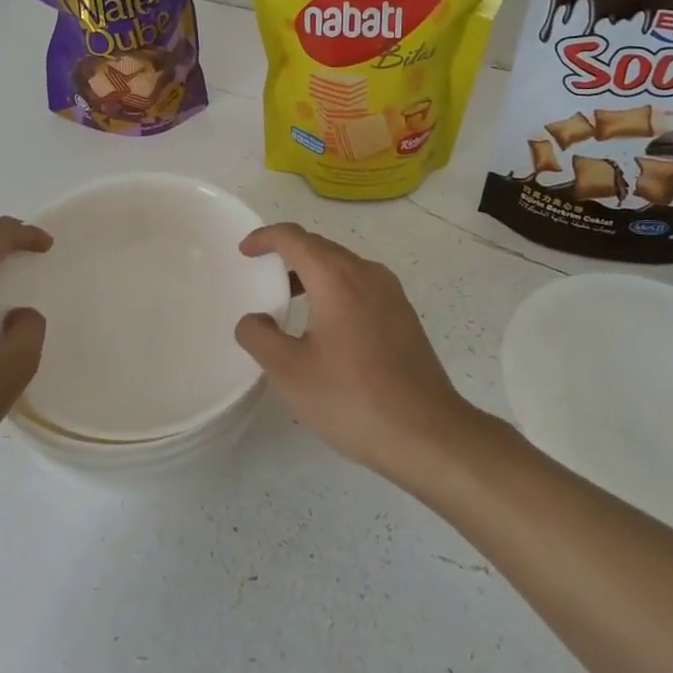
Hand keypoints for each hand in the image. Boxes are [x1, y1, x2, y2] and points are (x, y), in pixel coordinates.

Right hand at [233, 223, 475, 481]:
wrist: (427, 434)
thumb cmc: (351, 398)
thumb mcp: (289, 371)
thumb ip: (259, 336)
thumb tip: (254, 319)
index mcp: (336, 277)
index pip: (294, 238)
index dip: (265, 237)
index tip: (244, 251)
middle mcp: (367, 273)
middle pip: (320, 247)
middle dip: (288, 253)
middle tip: (262, 274)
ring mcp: (391, 294)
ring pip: (344, 266)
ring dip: (313, 273)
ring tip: (290, 300)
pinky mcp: (405, 316)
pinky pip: (362, 286)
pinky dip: (336, 290)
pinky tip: (327, 326)